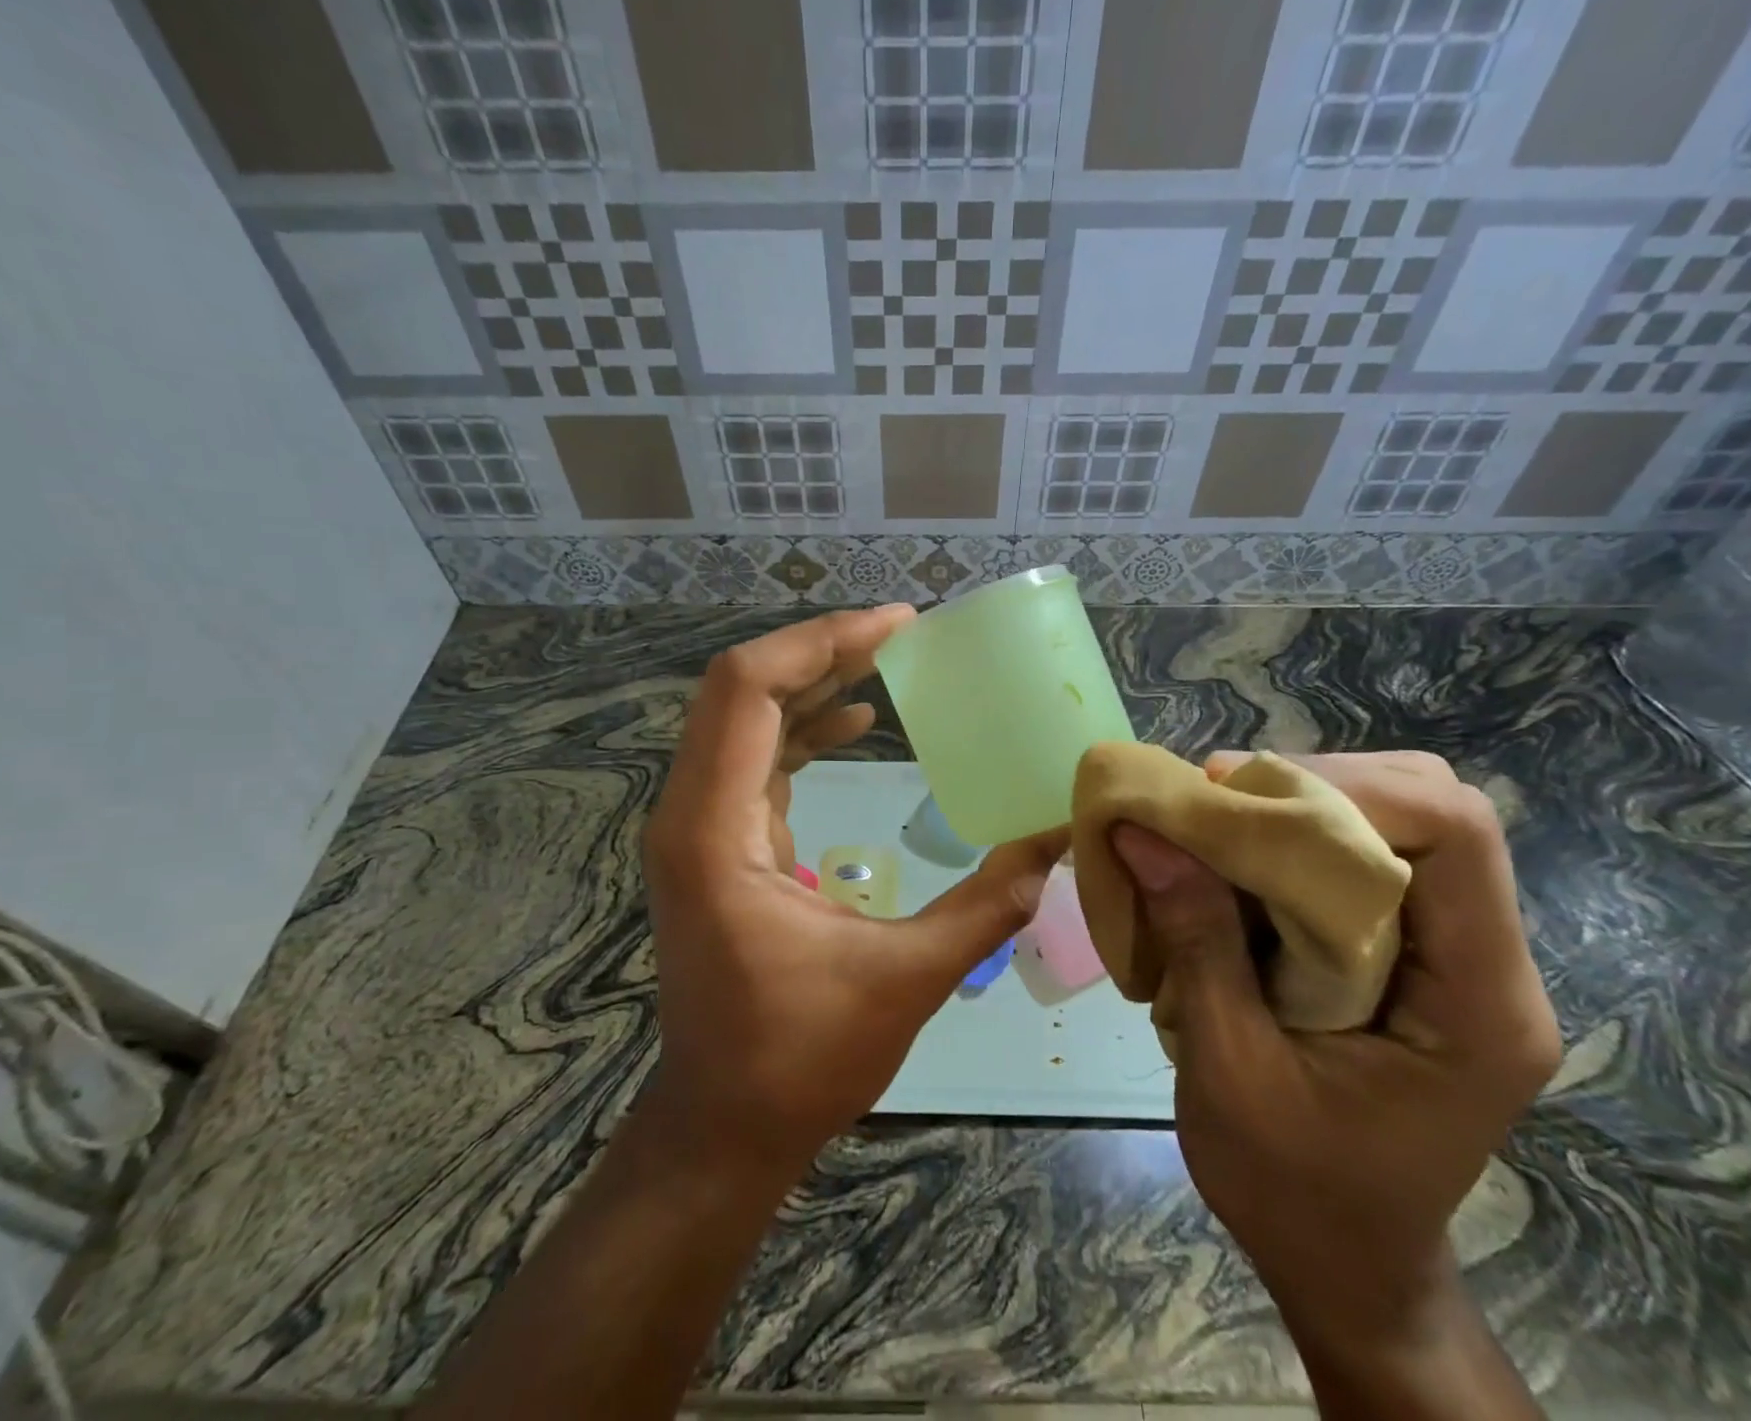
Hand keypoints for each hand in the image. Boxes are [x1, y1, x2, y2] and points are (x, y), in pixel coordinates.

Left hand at [643, 606, 1065, 1174]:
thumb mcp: (907, 977)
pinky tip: (853, 718)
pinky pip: (753, 755)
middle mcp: (690, 813)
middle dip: (820, 650)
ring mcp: (696, 826)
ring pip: (743, 717)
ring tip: (885, 659)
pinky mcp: (716, 841)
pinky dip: (802, 725)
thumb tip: (1059, 839)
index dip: (820, 642)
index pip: (746, 690)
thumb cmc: (801, 1058)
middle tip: (899, 633)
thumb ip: (990, 903)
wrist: (723, 1124)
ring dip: (811, 680)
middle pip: (739, 689)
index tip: (896, 626)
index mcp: (715, 832)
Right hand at [1110, 751, 1560, 1351]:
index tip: (1232, 795)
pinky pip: (1366, 859)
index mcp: (1476, 1003)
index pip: (1454, 834)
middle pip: (1433, 809)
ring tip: (1216, 826)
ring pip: (1398, 823)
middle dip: (1317, 786)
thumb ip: (1196, 941)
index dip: (1346, 789)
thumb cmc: (1292, 1192)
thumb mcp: (1228, 1069)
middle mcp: (1487, 964)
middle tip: (1216, 803)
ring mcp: (1453, 957)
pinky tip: (1235, 862)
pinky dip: (1295, 841)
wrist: (1344, 1265)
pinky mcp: (1413, 957)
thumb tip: (1143, 831)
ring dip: (1301, 807)